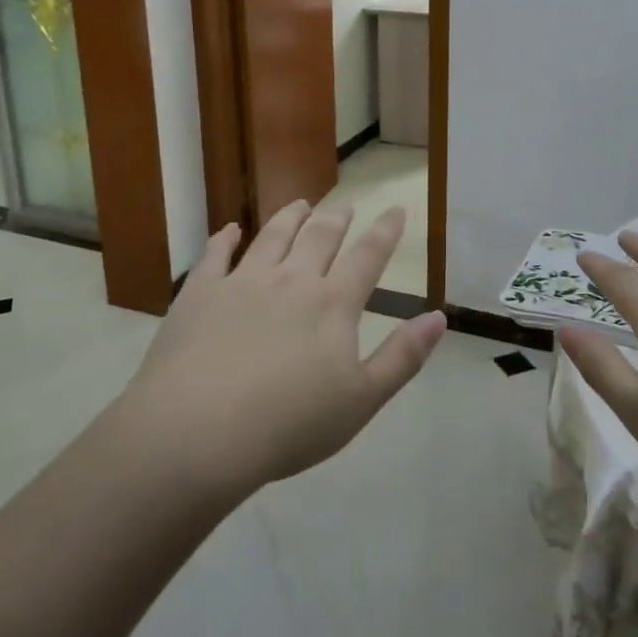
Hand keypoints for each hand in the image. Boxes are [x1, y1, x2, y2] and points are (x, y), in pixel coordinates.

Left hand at [125, 201, 445, 496]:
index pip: (367, 257)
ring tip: (301, 204)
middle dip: (337, 219)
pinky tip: (230, 229)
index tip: (395, 209)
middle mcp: (291, 280)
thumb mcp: (361, 400)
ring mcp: (243, 281)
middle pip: (320, 238)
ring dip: (290, 217)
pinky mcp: (200, 293)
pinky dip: (225, 238)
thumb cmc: (288, 425)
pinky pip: (215, 254)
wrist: (198, 432)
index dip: (385, 231)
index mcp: (332, 304)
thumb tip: (439, 317)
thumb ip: (403, 356)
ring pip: (272, 236)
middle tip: (345, 207)